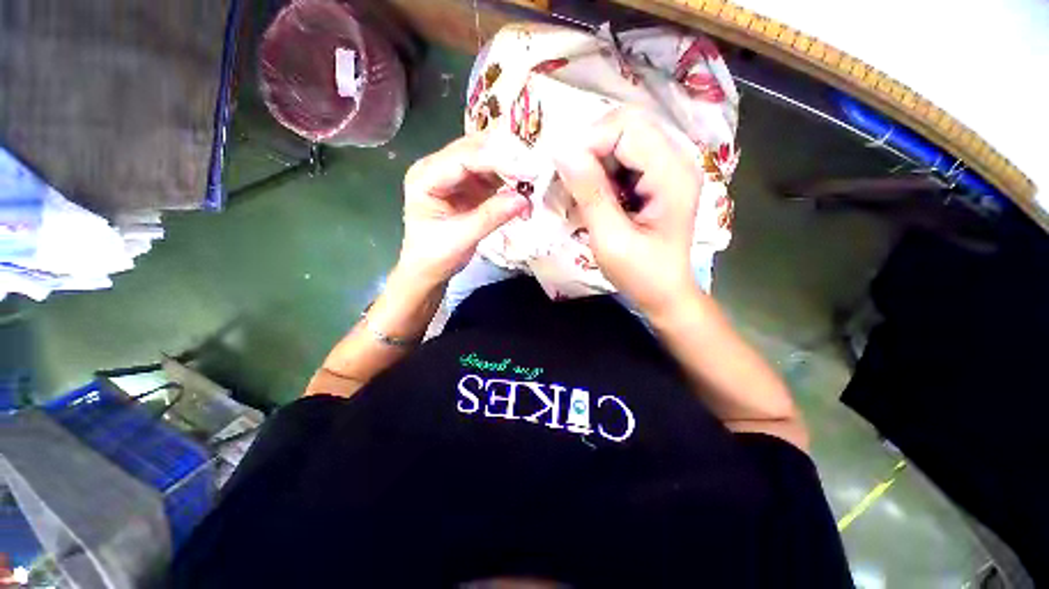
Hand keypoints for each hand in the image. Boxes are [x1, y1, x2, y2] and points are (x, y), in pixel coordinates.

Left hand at [398, 134, 529, 286]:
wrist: (429, 270)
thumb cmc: (435, 256)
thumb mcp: (462, 238)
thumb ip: (491, 216)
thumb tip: (523, 199)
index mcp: (426, 176)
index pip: (464, 158)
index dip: (497, 161)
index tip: (527, 172)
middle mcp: (439, 168)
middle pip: (476, 151)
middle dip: (507, 159)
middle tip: (535, 171)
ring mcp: (456, 176)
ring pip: (488, 160)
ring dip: (512, 170)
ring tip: (532, 184)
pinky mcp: (470, 186)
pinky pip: (494, 176)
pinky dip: (511, 182)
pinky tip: (524, 192)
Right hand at [554, 108, 703, 314]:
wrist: (665, 293)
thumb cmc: (641, 274)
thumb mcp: (610, 239)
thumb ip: (590, 194)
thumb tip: (563, 151)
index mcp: (672, 175)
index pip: (626, 128)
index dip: (589, 143)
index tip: (565, 175)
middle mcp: (677, 160)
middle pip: (626, 125)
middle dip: (590, 149)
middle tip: (572, 184)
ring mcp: (669, 167)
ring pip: (622, 138)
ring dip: (594, 161)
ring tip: (583, 194)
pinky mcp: (659, 177)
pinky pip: (625, 156)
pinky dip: (602, 171)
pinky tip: (597, 196)